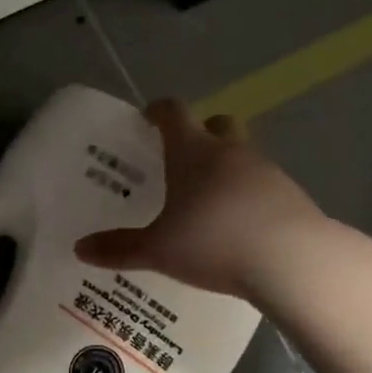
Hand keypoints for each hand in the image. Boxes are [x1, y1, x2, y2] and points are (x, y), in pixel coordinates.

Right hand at [76, 98, 326, 299]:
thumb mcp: (157, 250)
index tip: (146, 120)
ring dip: (226, 169)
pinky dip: (248, 197)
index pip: (173, 113)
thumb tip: (80, 249)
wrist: (291, 260)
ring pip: (242, 156)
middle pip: (217, 124)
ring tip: (208, 203)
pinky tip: (238, 228)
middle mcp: (230, 152)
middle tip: (181, 160)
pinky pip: (263, 186)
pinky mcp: (291, 195)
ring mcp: (266, 171)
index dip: (157, 111)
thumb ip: (119, 248)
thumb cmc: (213, 242)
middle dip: (200, 134)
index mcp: (193, 152)